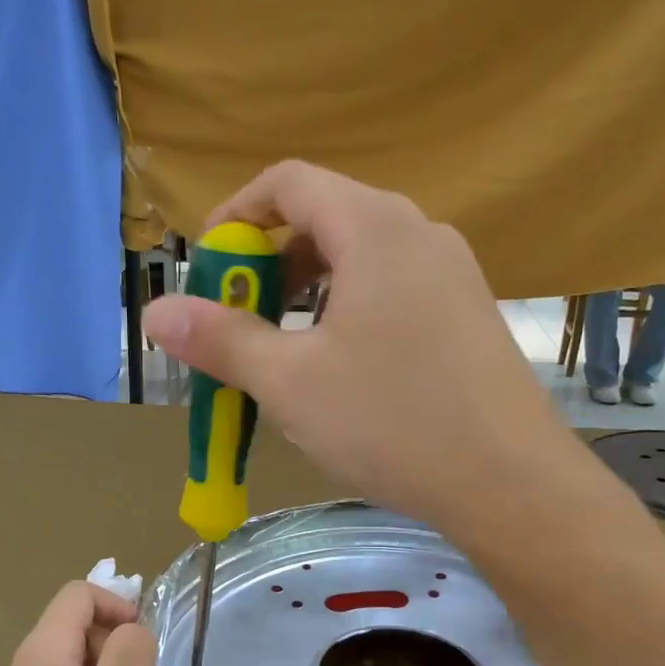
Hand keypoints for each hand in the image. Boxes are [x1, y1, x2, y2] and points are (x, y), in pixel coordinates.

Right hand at [142, 162, 572, 539]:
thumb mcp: (290, 382)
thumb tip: (155, 312)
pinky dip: (348, 312)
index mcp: (373, 226)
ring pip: (359, 260)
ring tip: (283, 351)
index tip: (206, 269)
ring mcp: (452, 273)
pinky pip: (392, 291)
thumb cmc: (391, 421)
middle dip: (268, 264)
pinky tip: (341, 370)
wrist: (509, 482)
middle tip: (238, 321)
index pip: (288, 183)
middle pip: (324, 218)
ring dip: (307, 294)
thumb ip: (221, 340)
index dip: (235, 217)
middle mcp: (418, 232)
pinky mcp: (468, 314)